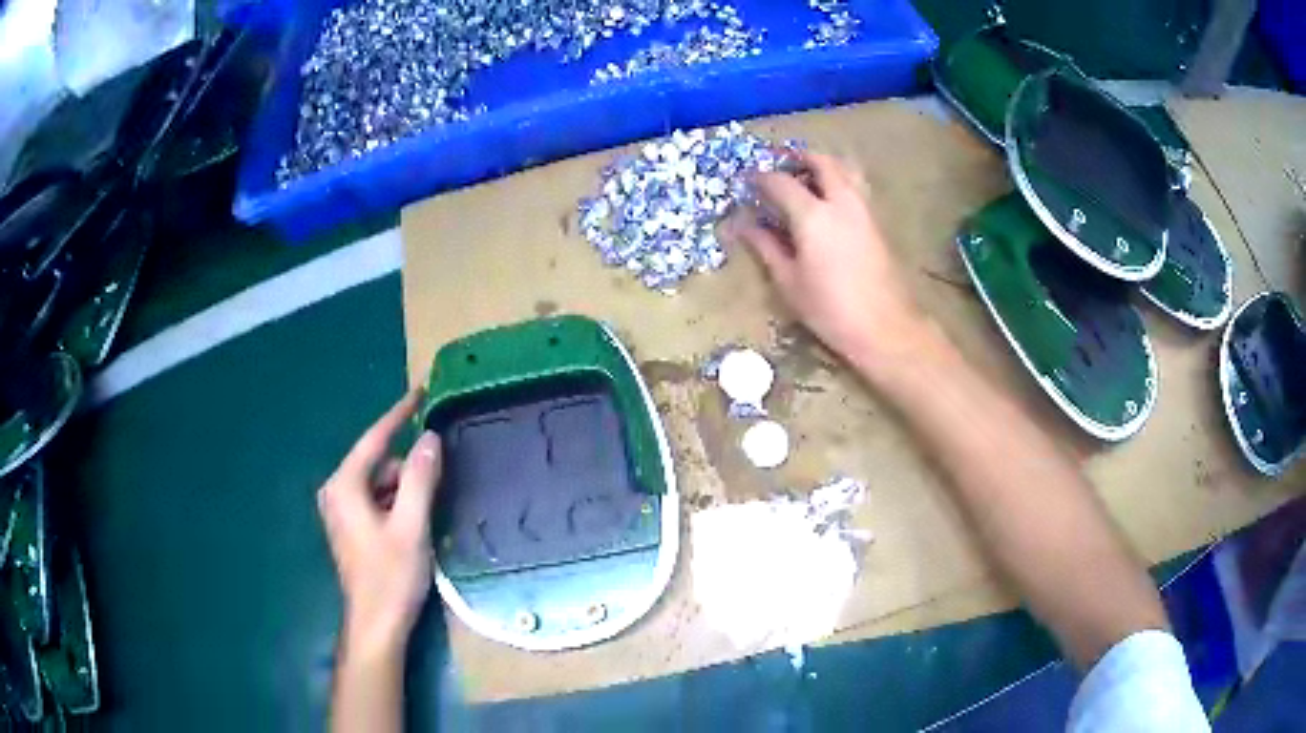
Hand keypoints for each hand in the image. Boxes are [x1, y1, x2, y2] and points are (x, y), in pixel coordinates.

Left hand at [318, 391, 441, 659]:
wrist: (376, 625)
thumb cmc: (391, 576)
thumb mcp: (411, 525)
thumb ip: (420, 479)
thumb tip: (430, 438)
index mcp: (345, 486)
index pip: (375, 439)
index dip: (399, 414)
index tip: (420, 390)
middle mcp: (337, 492)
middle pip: (380, 463)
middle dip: (410, 468)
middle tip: (442, 478)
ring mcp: (342, 511)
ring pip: (381, 484)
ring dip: (407, 490)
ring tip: (433, 508)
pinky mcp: (351, 528)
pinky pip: (378, 501)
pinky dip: (398, 504)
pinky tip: (418, 523)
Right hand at [723, 152, 928, 375]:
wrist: (885, 327)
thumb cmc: (830, 309)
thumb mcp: (789, 282)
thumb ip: (766, 246)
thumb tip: (742, 225)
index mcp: (813, 215)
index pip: (780, 182)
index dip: (759, 178)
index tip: (746, 182)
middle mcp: (841, 202)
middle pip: (821, 161)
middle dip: (798, 158)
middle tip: (780, 168)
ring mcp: (864, 209)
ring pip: (845, 169)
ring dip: (823, 165)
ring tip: (806, 179)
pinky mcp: (877, 221)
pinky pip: (856, 186)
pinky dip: (839, 181)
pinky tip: (827, 202)